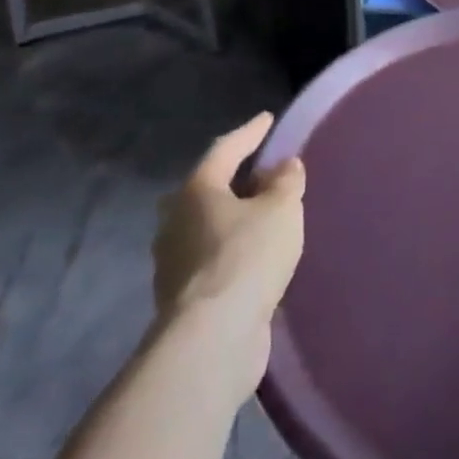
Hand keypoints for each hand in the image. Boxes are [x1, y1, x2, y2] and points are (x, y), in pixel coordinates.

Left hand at [152, 113, 304, 392]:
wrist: (212, 339)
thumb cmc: (247, 256)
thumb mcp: (281, 209)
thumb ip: (286, 182)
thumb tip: (283, 166)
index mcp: (196, 191)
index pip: (225, 150)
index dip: (250, 132)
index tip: (268, 119)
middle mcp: (175, 222)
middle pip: (204, 190)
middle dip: (230, 181)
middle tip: (257, 174)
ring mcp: (173, 263)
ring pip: (205, 228)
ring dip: (231, 220)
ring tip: (261, 218)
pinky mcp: (183, 299)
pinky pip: (211, 260)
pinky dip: (231, 251)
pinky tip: (253, 259)